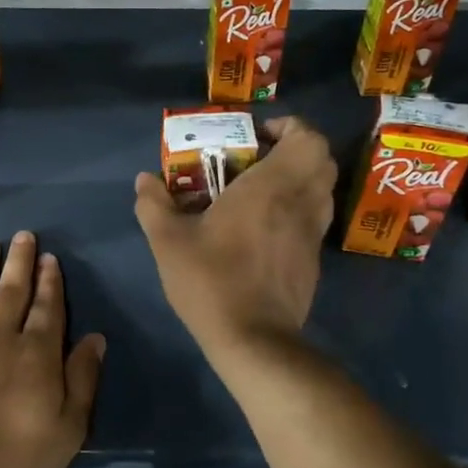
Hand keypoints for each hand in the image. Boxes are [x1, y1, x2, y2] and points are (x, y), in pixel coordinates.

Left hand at [0, 231, 103, 467]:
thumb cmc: (13, 457)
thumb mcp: (67, 428)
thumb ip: (82, 379)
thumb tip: (95, 338)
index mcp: (37, 352)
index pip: (48, 307)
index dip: (50, 281)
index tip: (49, 258)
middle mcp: (0, 335)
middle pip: (13, 290)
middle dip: (20, 262)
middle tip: (23, 236)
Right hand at [134, 115, 335, 355]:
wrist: (253, 340)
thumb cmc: (211, 280)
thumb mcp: (168, 241)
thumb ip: (154, 204)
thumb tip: (144, 179)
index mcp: (271, 187)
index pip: (308, 138)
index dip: (289, 127)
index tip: (258, 136)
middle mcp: (301, 202)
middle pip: (321, 158)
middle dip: (296, 149)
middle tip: (259, 158)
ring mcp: (313, 233)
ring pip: (323, 188)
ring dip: (300, 178)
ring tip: (261, 190)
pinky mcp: (314, 259)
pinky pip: (315, 217)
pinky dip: (299, 207)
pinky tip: (265, 227)